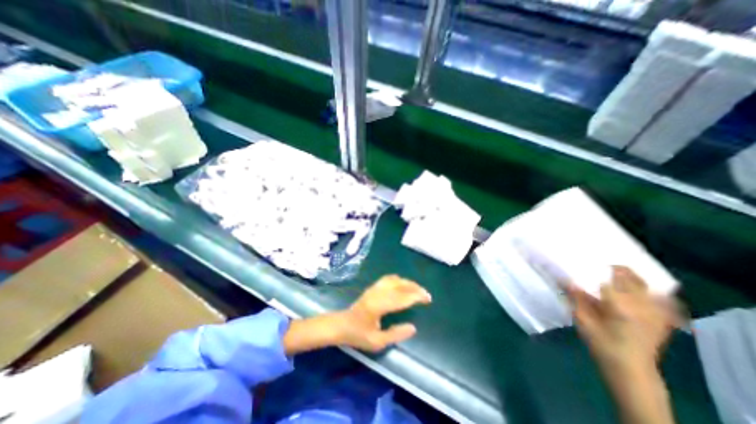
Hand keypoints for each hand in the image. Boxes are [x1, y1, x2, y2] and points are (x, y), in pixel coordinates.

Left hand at [336, 275, 431, 351]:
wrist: (342, 325)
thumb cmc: (358, 335)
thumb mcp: (377, 342)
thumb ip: (396, 335)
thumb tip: (413, 327)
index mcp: (378, 306)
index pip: (401, 297)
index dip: (416, 297)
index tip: (427, 299)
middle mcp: (377, 293)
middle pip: (400, 285)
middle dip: (415, 288)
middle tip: (426, 294)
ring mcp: (374, 288)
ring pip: (395, 280)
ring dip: (408, 282)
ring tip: (417, 289)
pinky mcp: (373, 287)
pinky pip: (388, 279)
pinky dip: (399, 280)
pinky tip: (403, 284)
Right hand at [568, 264, 679, 374]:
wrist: (630, 369)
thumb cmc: (601, 343)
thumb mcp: (582, 320)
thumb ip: (575, 298)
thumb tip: (565, 278)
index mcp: (620, 306)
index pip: (608, 278)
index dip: (597, 266)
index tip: (585, 257)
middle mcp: (641, 306)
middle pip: (632, 278)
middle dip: (617, 267)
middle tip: (601, 261)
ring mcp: (656, 313)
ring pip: (648, 286)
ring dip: (634, 275)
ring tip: (619, 269)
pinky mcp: (662, 319)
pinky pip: (664, 299)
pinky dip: (654, 290)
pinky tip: (642, 287)